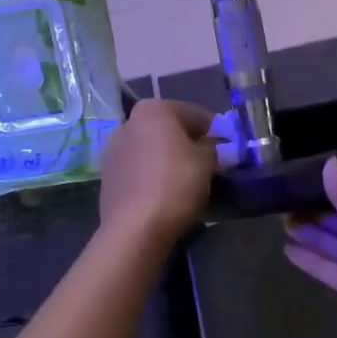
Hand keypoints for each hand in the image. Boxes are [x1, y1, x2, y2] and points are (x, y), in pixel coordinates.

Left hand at [98, 98, 217, 242]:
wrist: (134, 228)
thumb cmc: (175, 184)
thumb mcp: (207, 161)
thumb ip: (213, 146)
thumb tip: (211, 145)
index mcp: (153, 109)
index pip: (194, 113)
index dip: (215, 130)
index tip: (228, 146)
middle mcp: (128, 122)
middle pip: (169, 128)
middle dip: (189, 142)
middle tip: (211, 162)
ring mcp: (113, 150)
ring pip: (152, 148)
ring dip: (170, 158)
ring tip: (189, 179)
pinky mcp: (108, 176)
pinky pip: (140, 168)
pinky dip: (154, 173)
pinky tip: (166, 191)